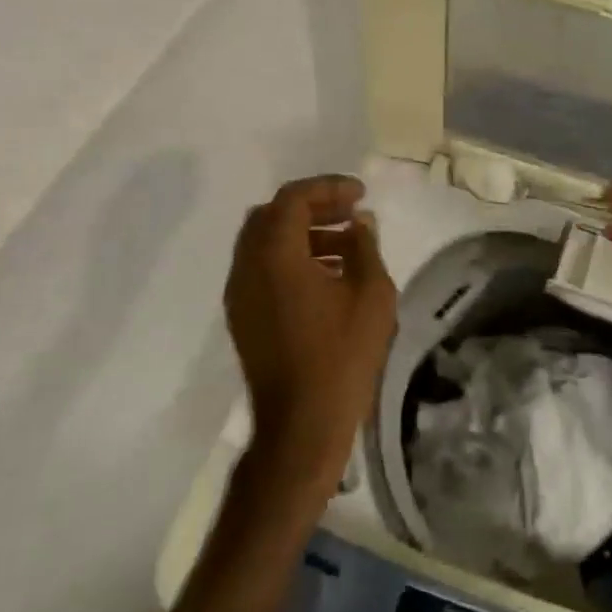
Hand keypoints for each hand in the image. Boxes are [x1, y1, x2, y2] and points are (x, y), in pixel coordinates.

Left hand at [224, 175, 396, 484]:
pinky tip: (328, 275)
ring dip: (302, 233)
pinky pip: (262, 269)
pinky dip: (290, 258)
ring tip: (346, 244)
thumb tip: (359, 222)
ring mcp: (240, 294)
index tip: (361, 194)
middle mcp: (247, 267)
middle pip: (271, 216)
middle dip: (312, 206)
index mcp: (275, 255)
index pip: (292, 199)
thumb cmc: (342, 354)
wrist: (302, 423)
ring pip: (264, 243)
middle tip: (350, 213)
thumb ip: (365, 247)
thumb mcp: (371, 293)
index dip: (328, 188)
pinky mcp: (243, 317)